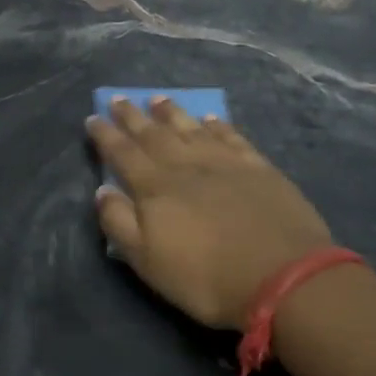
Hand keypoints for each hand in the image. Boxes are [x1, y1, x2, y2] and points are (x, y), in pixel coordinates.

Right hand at [88, 97, 334, 329]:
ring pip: (190, 128)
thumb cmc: (206, 277)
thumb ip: (120, 222)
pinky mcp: (257, 167)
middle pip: (153, 134)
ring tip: (157, 99)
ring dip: (171, 113)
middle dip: (132, 116)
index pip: (122, 153)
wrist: (283, 276)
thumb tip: (102, 189)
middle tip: (118, 98)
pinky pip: (231, 136)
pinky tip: (210, 118)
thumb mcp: (148, 261)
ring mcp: (224, 162)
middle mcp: (185, 165)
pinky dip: (217, 125)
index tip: (93, 117)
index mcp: (155, 187)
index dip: (105, 135)